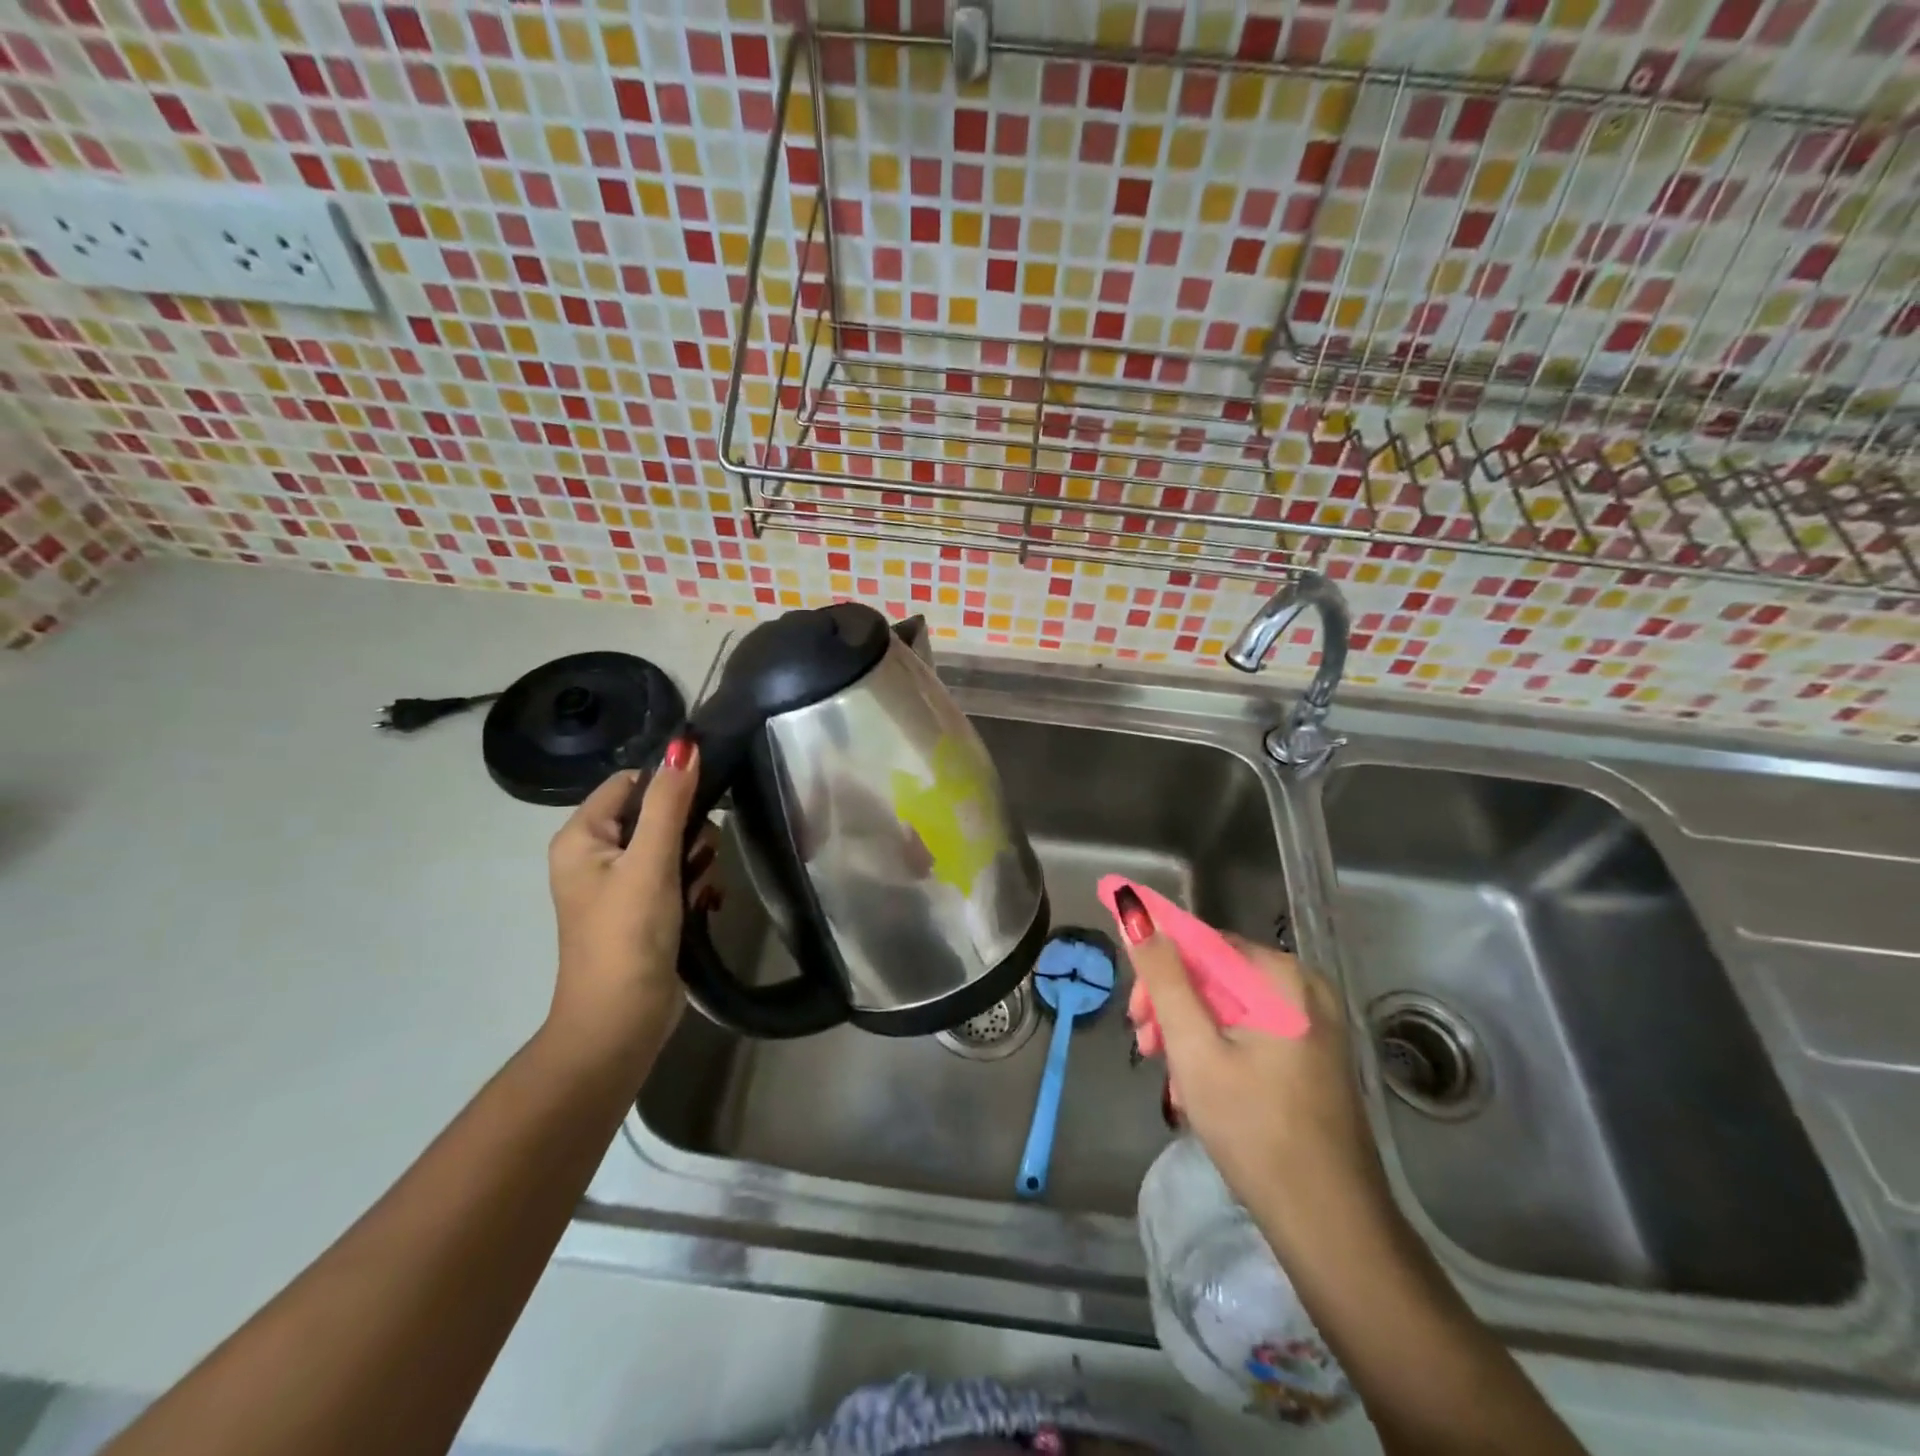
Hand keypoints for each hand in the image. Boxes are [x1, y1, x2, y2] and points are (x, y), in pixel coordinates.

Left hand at [545, 742, 718, 1066]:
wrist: (621, 1022)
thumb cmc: (628, 935)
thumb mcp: (651, 862)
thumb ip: (669, 802)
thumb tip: (685, 745)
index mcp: (582, 837)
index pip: (629, 783)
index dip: (668, 785)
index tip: (704, 802)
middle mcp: (597, 855)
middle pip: (656, 813)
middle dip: (687, 832)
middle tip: (696, 859)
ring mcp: (621, 885)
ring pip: (673, 845)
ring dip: (696, 861)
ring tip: (700, 887)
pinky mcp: (644, 909)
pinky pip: (677, 876)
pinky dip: (694, 885)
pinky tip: (704, 903)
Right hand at [1117, 893, 1385, 1236]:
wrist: (1332, 1228)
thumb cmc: (1255, 1131)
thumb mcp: (1194, 1049)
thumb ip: (1162, 977)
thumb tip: (1132, 907)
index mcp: (1281, 977)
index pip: (1199, 943)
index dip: (1157, 969)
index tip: (1133, 1015)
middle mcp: (1304, 987)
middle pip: (1214, 975)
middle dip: (1172, 1009)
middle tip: (1146, 1050)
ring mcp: (1314, 1023)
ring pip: (1228, 1007)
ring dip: (1190, 1036)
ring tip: (1172, 1084)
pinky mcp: (1313, 1055)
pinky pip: (1251, 1032)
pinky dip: (1218, 1053)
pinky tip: (1201, 1093)